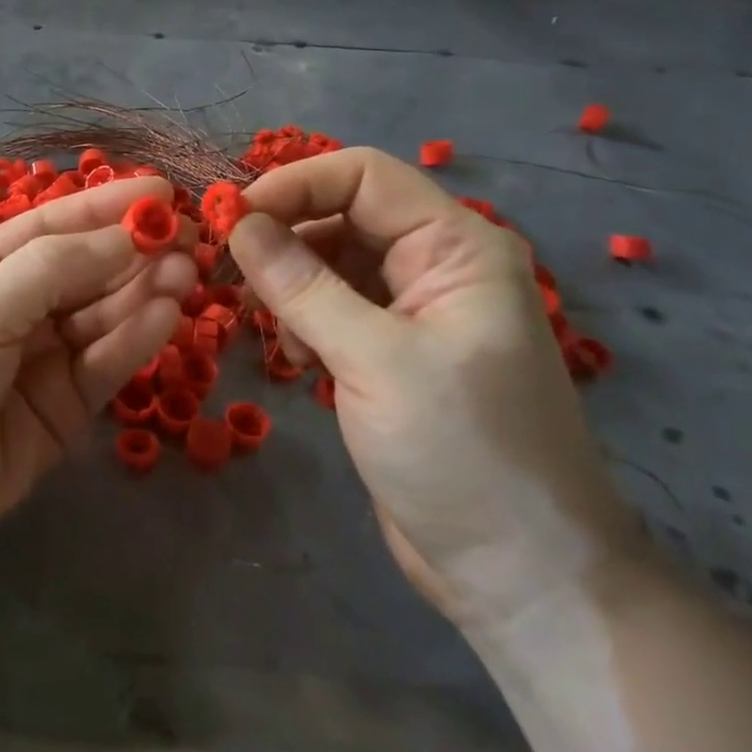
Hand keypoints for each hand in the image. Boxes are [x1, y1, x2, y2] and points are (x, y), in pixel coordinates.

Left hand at [0, 179, 195, 585]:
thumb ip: (51, 272)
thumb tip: (127, 235)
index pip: (54, 226)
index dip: (107, 207)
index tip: (163, 192)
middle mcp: (18, 306)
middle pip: (88, 270)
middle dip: (135, 252)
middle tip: (190, 240)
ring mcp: (43, 358)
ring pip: (103, 316)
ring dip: (144, 293)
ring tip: (186, 274)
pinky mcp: (63, 409)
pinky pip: (104, 365)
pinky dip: (134, 340)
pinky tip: (165, 317)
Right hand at [228, 148, 643, 630]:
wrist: (520, 575)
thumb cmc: (462, 455)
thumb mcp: (373, 361)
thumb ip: (301, 285)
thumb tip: (238, 221)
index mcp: (457, 247)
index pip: (364, 176)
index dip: (294, 184)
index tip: (231, 217)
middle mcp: (438, 265)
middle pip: (344, 214)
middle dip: (285, 235)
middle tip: (231, 272)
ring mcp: (415, 310)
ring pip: (332, 261)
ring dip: (291, 283)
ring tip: (278, 331)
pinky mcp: (392, 351)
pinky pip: (334, 306)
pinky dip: (304, 318)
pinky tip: (300, 356)